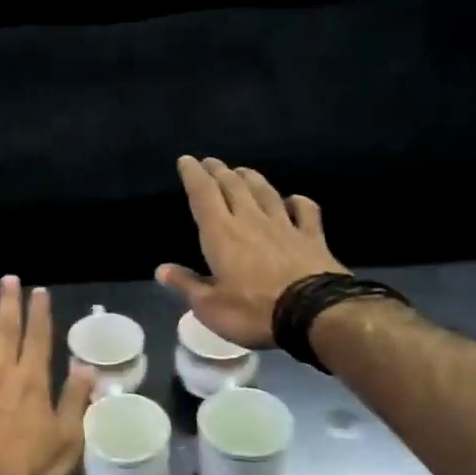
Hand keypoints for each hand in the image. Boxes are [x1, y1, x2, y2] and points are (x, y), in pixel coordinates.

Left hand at [0, 277, 95, 474]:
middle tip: (9, 279)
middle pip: (6, 329)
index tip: (39, 292)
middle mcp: (1, 373)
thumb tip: (85, 368)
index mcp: (33, 382)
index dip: (39, 313)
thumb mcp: (68, 442)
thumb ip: (75, 402)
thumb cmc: (31, 472)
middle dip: (9, 302)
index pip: (38, 338)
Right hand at [156, 156, 347, 348]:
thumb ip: (186, 285)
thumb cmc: (253, 311)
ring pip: (265, 192)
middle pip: (233, 187)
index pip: (203, 196)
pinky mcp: (312, 237)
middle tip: (211, 162)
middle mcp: (251, 221)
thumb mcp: (209, 306)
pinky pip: (305, 210)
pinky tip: (293, 199)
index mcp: (222, 234)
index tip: (186, 160)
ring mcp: (285, 226)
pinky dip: (297, 201)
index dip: (193, 176)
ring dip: (251, 178)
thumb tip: (161, 269)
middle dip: (219, 171)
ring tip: (242, 170)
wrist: (315, 314)